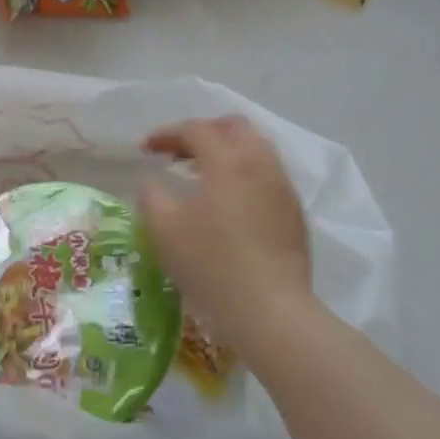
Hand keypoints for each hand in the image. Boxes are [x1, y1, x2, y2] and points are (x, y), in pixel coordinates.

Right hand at [140, 116, 312, 350]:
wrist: (271, 311)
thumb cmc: (211, 264)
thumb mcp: (164, 228)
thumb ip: (151, 195)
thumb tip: (152, 181)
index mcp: (228, 161)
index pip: (196, 130)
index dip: (167, 134)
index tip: (145, 149)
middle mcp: (261, 164)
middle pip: (234, 128)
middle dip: (203, 132)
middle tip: (178, 153)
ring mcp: (283, 188)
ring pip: (256, 149)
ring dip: (226, 152)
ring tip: (202, 175)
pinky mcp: (294, 214)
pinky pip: (267, 175)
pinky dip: (244, 174)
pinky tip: (229, 203)